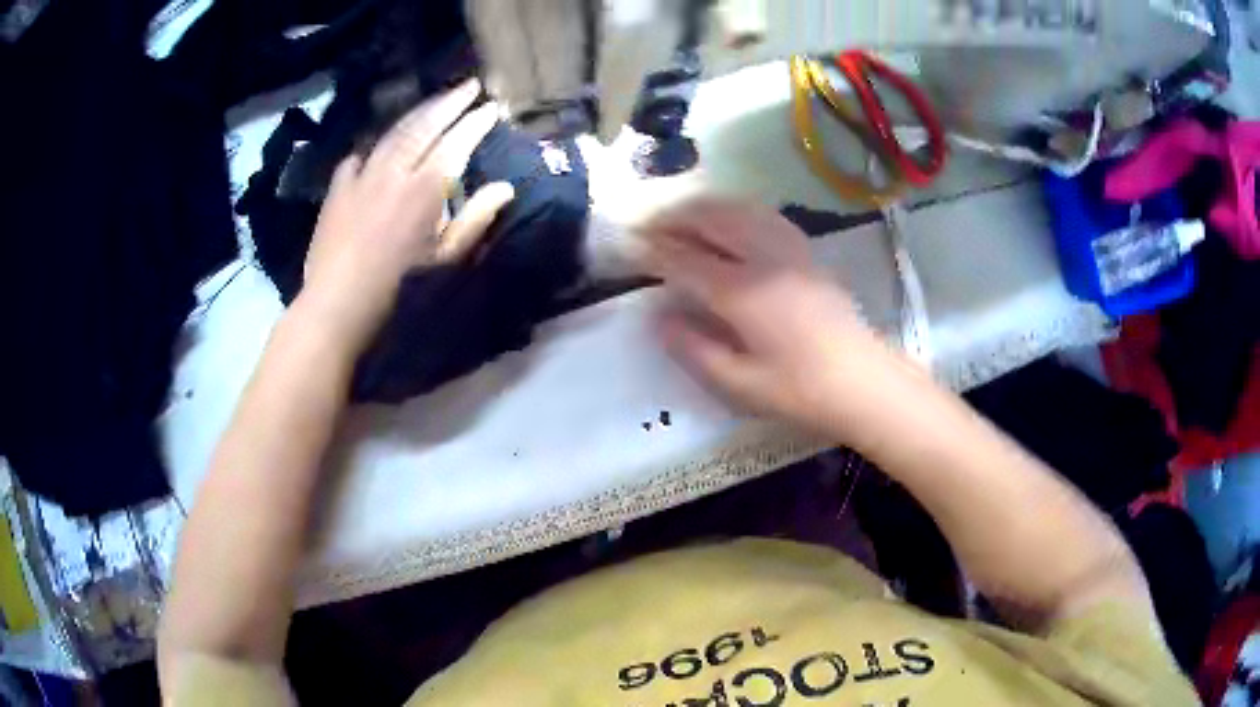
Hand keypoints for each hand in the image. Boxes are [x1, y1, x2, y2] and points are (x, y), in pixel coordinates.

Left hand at [296, 79, 514, 352]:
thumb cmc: (399, 288)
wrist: (338, 302)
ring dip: (416, 114)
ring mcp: (362, 177)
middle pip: (425, 126)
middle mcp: (394, 171)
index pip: (456, 143)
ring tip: (433, 103)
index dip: (476, 122)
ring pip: (393, 134)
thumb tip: (505, 188)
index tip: (493, 107)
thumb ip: (474, 219)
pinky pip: (356, 159)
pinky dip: (371, 149)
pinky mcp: (337, 191)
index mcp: (424, 188)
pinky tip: (374, 149)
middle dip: (449, 103)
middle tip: (469, 86)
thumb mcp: (445, 259)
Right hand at [645, 198, 899, 439]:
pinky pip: (762, 214)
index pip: (685, 259)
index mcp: (741, 292)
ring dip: (704, 207)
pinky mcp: (806, 251)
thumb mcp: (739, 384)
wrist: (862, 381)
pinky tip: (729, 219)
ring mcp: (788, 249)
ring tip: (681, 215)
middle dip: (674, 216)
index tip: (629, 244)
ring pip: (737, 209)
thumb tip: (660, 319)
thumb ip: (694, 349)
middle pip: (710, 219)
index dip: (653, 250)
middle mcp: (763, 258)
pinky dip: (735, 209)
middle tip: (648, 224)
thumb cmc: (799, 390)